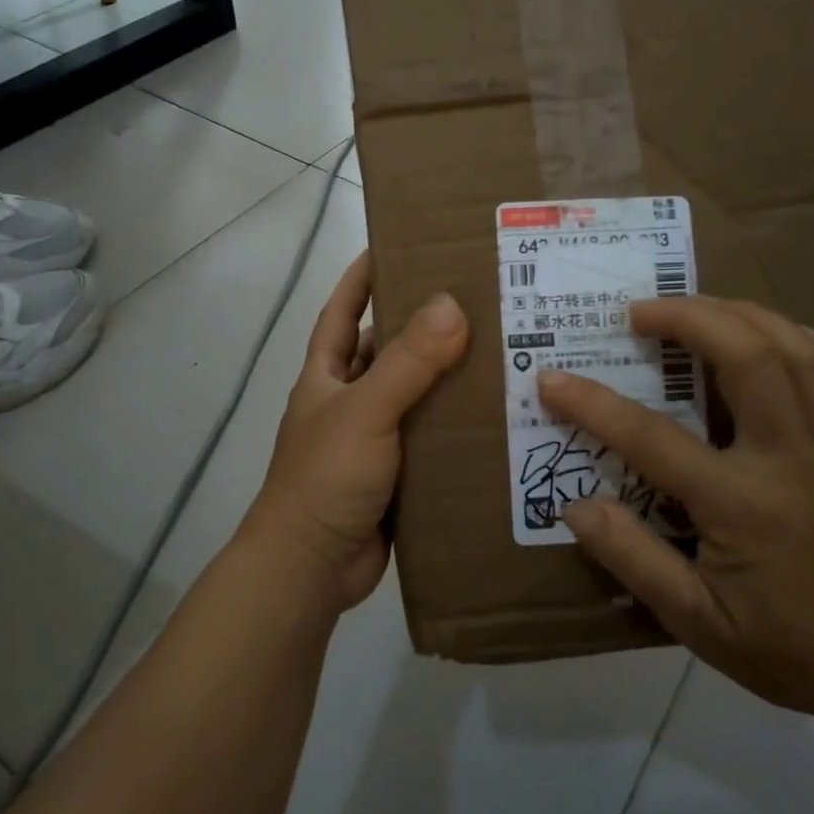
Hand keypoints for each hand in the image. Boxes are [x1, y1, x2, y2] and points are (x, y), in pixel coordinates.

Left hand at [245, 252, 468, 612]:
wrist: (311, 568)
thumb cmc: (325, 478)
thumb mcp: (365, 411)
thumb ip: (407, 362)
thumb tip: (451, 304)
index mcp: (327, 376)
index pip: (342, 311)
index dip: (363, 277)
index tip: (398, 245)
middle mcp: (349, 401)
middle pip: (387, 350)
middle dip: (423, 326)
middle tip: (478, 300)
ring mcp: (373, 440)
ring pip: (415, 396)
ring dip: (448, 378)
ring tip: (502, 351)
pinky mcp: (398, 475)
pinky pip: (431, 439)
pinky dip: (456, 427)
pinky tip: (497, 417)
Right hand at [537, 296, 813, 725]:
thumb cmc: (788, 648)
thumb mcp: (696, 623)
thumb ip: (633, 559)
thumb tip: (575, 506)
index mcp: (743, 504)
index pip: (654, 439)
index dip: (595, 405)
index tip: (553, 379)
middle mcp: (793, 459)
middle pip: (749, 357)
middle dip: (690, 318)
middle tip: (641, 312)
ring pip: (800, 351)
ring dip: (745, 315)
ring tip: (700, 310)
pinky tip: (786, 341)